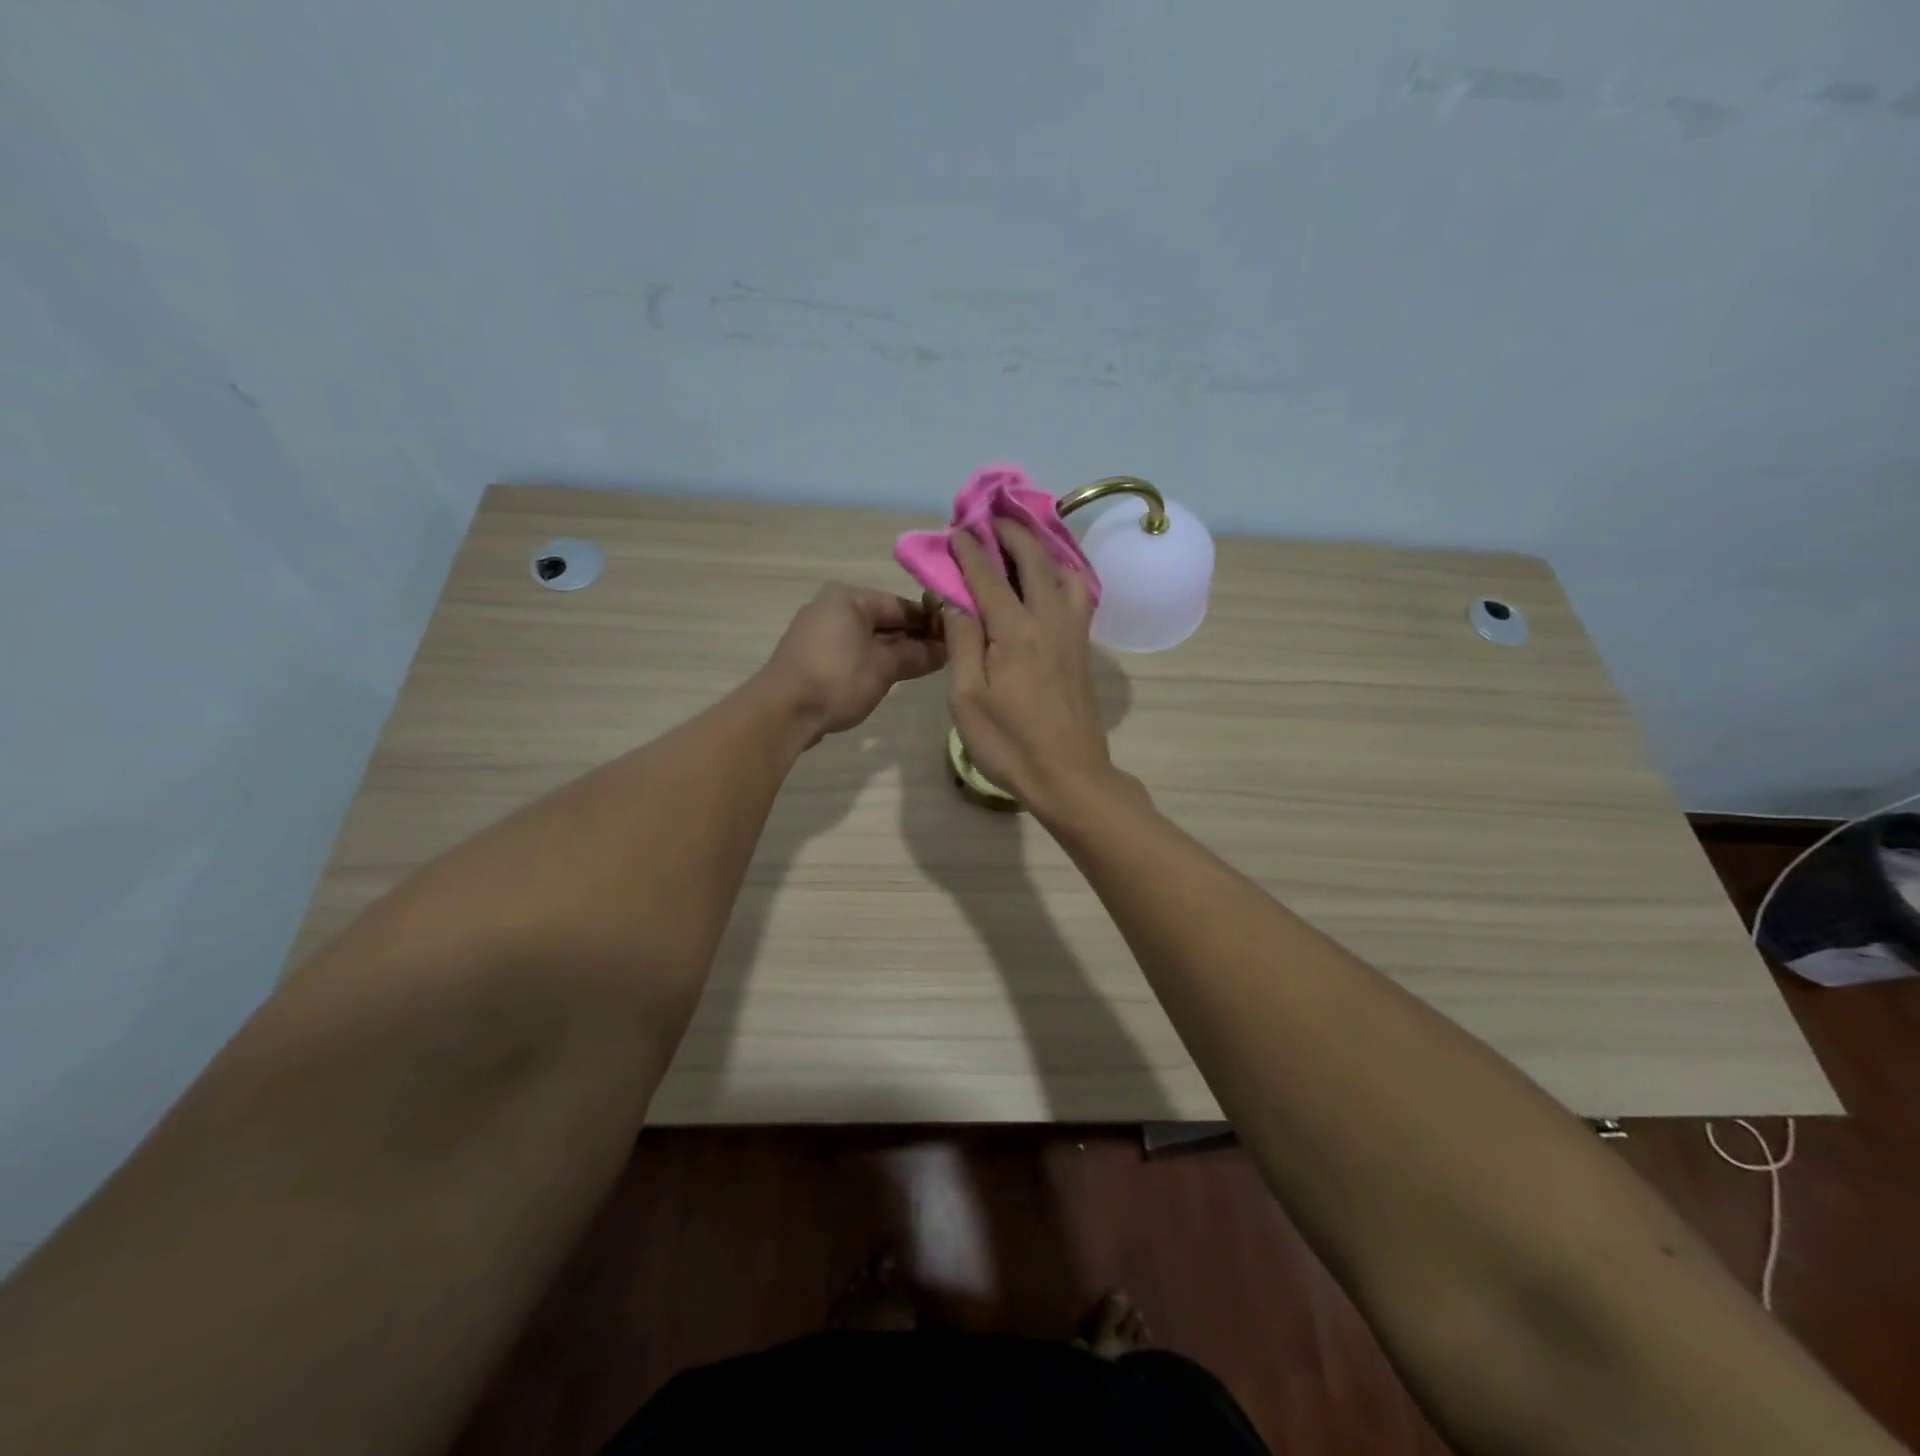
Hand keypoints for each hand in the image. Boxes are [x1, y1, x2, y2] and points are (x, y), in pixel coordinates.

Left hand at [762, 584, 946, 743]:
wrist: (782, 712)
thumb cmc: (837, 680)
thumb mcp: (885, 667)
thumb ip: (917, 655)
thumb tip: (946, 650)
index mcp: (849, 597)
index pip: (901, 604)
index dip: (930, 622)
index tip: (955, 639)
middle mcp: (831, 605)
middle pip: (883, 619)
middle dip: (913, 638)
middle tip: (944, 657)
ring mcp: (818, 630)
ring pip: (867, 636)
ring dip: (894, 651)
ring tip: (922, 668)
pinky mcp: (811, 654)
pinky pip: (851, 650)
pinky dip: (871, 660)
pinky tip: (890, 676)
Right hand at [945, 522, 1116, 818]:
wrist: (1070, 776)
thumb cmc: (1009, 743)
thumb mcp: (967, 699)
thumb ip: (962, 643)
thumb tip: (956, 602)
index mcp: (1015, 632)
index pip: (988, 576)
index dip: (970, 550)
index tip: (957, 530)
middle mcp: (1049, 620)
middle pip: (1034, 561)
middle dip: (1011, 533)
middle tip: (992, 518)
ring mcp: (1073, 633)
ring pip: (1065, 572)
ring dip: (1043, 549)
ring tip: (1024, 544)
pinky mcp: (1083, 649)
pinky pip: (1078, 594)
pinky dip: (1063, 573)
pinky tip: (1051, 581)